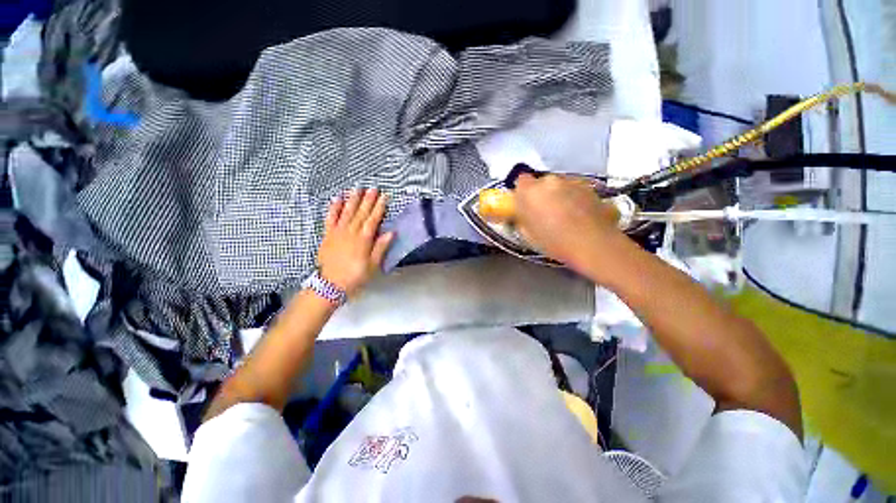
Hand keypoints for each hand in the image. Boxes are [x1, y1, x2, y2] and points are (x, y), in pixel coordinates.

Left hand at [317, 189, 393, 296]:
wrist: (329, 285)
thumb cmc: (355, 276)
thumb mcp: (373, 265)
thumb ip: (380, 248)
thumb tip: (391, 232)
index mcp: (363, 240)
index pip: (373, 220)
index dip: (379, 207)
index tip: (384, 196)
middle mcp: (351, 232)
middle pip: (361, 213)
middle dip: (368, 200)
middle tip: (373, 188)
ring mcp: (338, 232)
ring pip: (347, 212)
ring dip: (353, 200)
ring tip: (357, 189)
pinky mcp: (327, 235)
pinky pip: (330, 218)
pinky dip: (334, 208)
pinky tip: (337, 199)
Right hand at [514, 174, 625, 276]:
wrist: (593, 244)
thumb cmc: (556, 242)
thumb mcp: (528, 235)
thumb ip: (522, 219)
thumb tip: (523, 216)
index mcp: (530, 191)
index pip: (521, 181)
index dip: (522, 193)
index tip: (524, 204)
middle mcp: (550, 181)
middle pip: (542, 183)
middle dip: (542, 195)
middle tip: (544, 214)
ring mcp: (572, 182)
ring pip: (561, 187)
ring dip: (559, 197)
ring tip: (564, 218)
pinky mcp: (590, 188)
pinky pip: (577, 191)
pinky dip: (576, 200)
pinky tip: (579, 218)